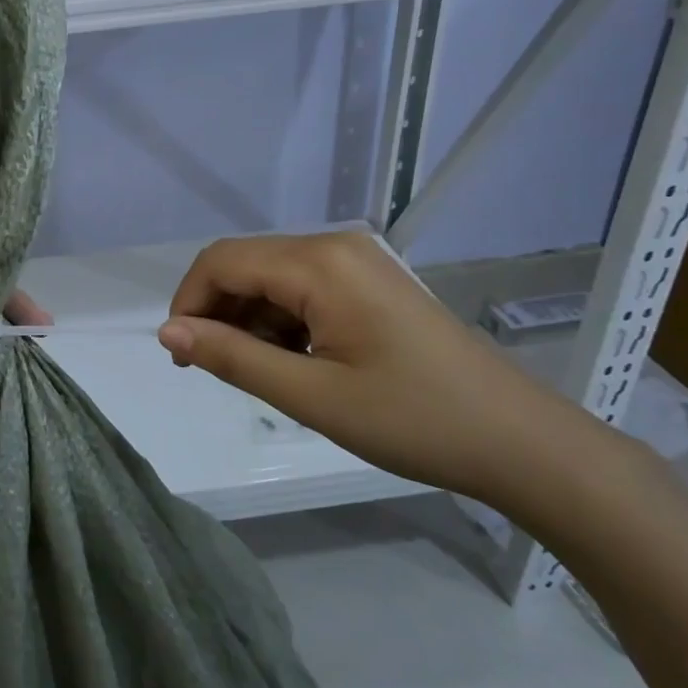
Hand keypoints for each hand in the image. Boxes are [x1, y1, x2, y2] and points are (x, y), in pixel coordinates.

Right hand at [157, 231, 608, 508]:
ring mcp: (358, 262)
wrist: (520, 442)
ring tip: (258, 375)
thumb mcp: (311, 395)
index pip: (221, 261)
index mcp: (319, 263)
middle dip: (216, 312)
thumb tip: (167, 331)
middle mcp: (335, 246)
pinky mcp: (371, 283)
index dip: (188, 303)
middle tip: (209, 370)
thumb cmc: (413, 419)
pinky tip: (293, 363)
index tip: (181, 357)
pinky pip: (304, 289)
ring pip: (272, 278)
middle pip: (245, 265)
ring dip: (249, 320)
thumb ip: (232, 357)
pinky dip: (282, 322)